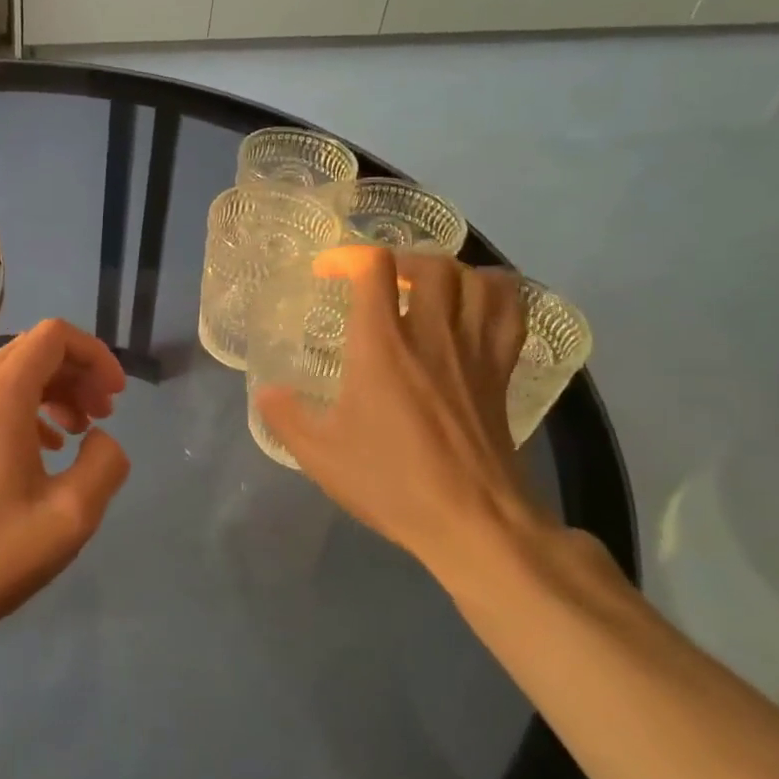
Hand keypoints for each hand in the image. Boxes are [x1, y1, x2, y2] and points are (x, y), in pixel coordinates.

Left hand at [0, 319, 130, 655]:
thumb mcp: (72, 514)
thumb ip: (105, 462)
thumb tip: (100, 438)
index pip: (54, 336)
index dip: (95, 356)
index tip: (117, 397)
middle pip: (34, 350)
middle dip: (78, 373)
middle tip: (104, 415)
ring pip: (13, 373)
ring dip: (55, 390)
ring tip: (81, 432)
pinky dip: (28, 407)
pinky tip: (46, 447)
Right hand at [254, 247, 546, 592]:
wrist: (472, 521)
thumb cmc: (391, 483)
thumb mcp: (320, 455)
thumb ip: (286, 417)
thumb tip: (267, 392)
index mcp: (381, 346)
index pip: (373, 268)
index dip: (348, 257)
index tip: (328, 273)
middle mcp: (431, 334)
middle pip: (430, 264)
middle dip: (401, 259)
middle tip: (380, 280)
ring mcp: (474, 351)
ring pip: (475, 280)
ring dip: (449, 271)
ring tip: (427, 287)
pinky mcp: (502, 371)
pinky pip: (511, 312)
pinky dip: (496, 292)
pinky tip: (476, 303)